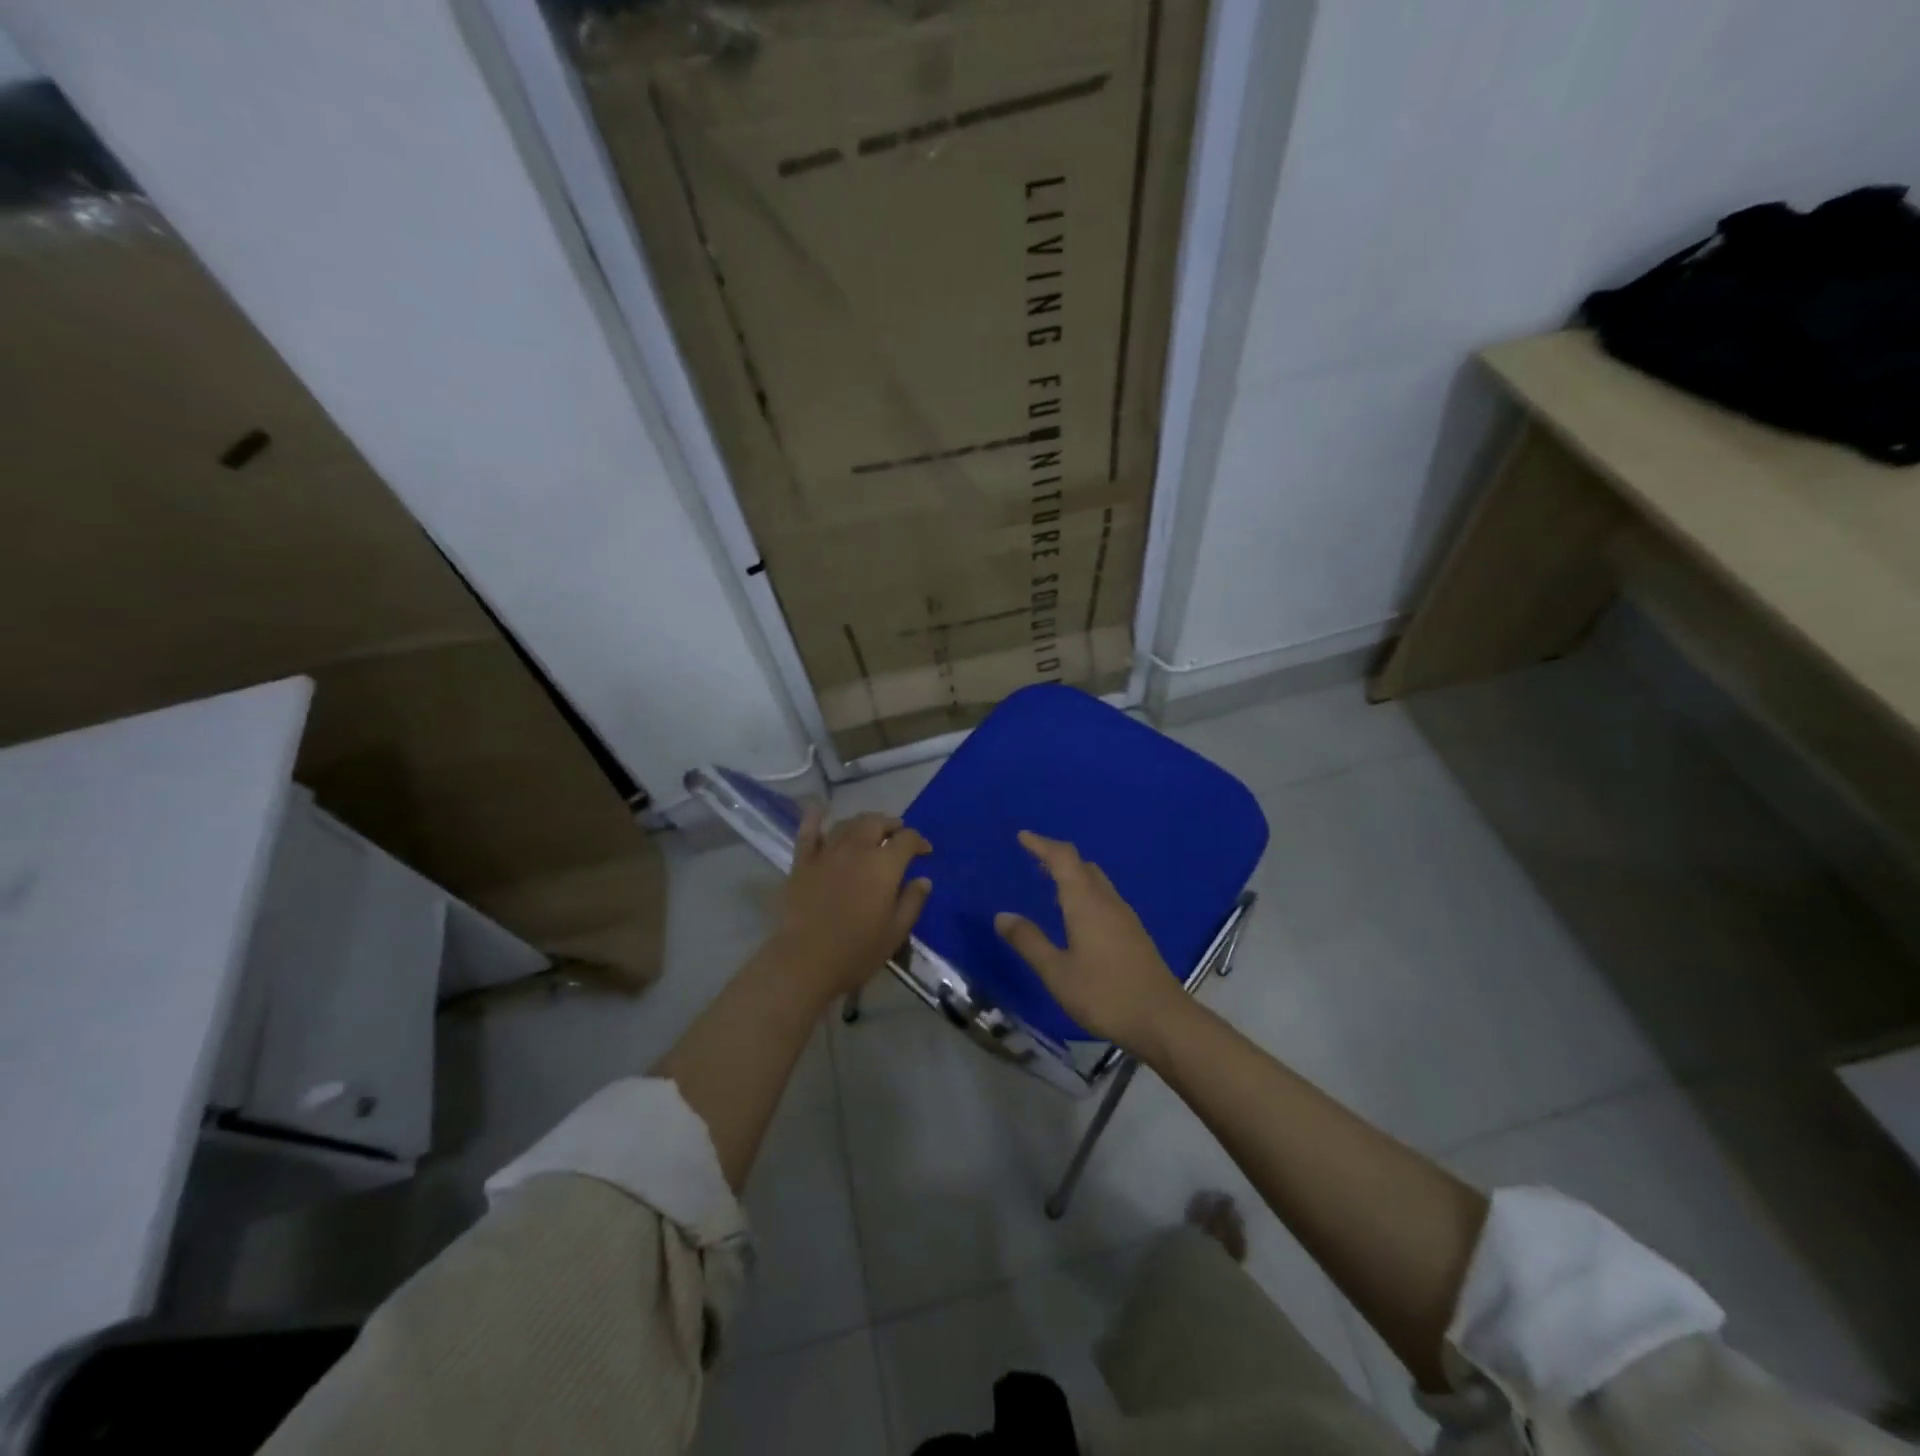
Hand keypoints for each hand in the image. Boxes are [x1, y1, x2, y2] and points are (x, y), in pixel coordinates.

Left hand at [773, 808, 931, 1002]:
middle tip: (897, 835)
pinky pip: (808, 832)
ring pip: (848, 824)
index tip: (925, 852)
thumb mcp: (896, 931)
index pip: (907, 839)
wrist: (805, 961)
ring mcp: (827, 853)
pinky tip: (820, 809)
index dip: (919, 841)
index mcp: (884, 865)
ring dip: (863, 823)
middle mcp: (857, 849)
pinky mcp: (802, 862)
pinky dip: (815, 817)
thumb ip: (913, 901)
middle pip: (876, 822)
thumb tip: (923, 879)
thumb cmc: (857, 951)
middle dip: (891, 825)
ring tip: (870, 831)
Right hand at [995, 831, 1181, 1056]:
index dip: (1042, 844)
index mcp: (1086, 903)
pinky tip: (1079, 920)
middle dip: (1058, 859)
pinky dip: (1087, 895)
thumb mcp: (1056, 972)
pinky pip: (1106, 900)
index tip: (1023, 837)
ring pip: (1098, 883)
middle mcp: (1108, 902)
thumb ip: (1029, 942)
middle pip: (1083, 866)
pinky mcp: (1135, 935)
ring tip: (1052, 888)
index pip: (1063, 859)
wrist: (1163, 1020)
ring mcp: (1126, 918)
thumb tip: (1002, 915)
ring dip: (1074, 877)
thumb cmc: (1104, 994)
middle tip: (1035, 862)